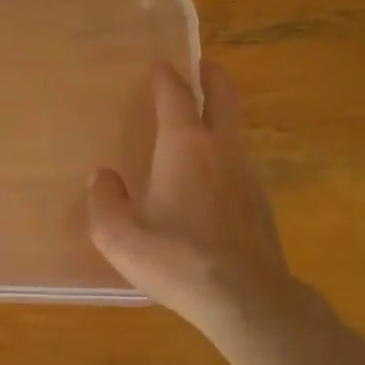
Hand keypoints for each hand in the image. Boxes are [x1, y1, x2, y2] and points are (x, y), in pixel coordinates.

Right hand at [88, 61, 300, 340]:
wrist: (247, 300)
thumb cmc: (177, 259)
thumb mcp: (119, 235)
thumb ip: (104, 201)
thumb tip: (103, 178)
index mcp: (185, 146)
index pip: (177, 96)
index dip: (167, 77)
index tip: (160, 65)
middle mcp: (221, 150)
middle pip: (223, 98)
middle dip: (213, 77)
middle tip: (203, 65)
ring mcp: (248, 176)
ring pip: (236, 131)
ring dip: (222, 116)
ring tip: (203, 121)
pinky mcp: (261, 204)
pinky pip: (240, 163)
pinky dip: (226, 153)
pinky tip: (212, 176)